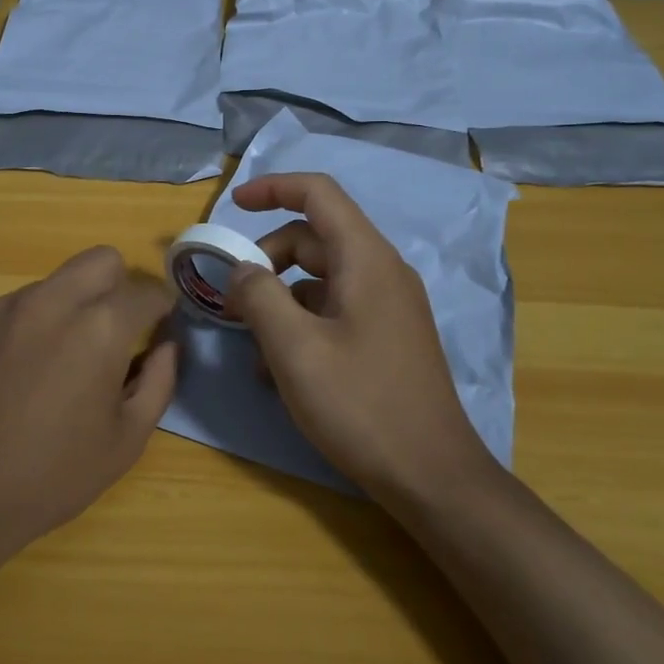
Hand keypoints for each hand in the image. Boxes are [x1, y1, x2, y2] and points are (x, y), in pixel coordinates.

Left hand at [0, 246, 176, 559]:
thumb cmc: (51, 478)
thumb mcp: (126, 441)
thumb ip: (159, 381)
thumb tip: (166, 345)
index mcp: (99, 328)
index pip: (146, 292)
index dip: (161, 310)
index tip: (157, 330)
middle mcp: (49, 302)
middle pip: (99, 260)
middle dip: (117, 286)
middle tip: (111, 333)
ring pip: (50, 286)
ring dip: (65, 310)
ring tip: (51, 367)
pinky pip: (6, 313)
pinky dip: (20, 333)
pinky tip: (5, 381)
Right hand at [224, 173, 491, 505]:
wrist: (431, 476)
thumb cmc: (361, 405)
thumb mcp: (294, 349)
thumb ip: (259, 296)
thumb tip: (242, 270)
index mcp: (366, 260)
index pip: (318, 194)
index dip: (272, 188)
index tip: (233, 206)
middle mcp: (381, 273)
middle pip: (314, 239)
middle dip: (267, 259)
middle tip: (232, 299)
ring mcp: (387, 307)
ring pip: (320, 279)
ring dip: (279, 299)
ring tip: (251, 346)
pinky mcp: (386, 338)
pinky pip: (334, 310)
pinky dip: (300, 324)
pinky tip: (278, 370)